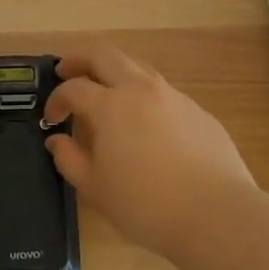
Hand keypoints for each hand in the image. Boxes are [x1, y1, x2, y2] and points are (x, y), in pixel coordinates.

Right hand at [42, 44, 255, 258]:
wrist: (216, 214)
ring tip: (106, 94)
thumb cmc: (146, 204)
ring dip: (114, 73)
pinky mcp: (198, 111)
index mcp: (110, 106)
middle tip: (67, 71)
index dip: (56, 99)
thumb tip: (57, 140)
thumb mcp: (95, 188)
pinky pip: (163, 92)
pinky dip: (144, 96)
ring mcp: (173, 97)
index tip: (52, 118)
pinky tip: (146, 124)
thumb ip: (70, 159)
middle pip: (104, 55)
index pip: (73, 89)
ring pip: (137, 68)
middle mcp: (140, 90)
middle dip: (80, 59)